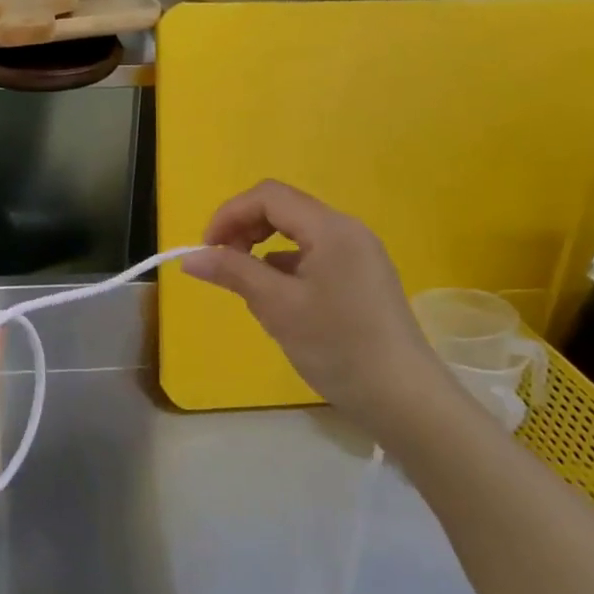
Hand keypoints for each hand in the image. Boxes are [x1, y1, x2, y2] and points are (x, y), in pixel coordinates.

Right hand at [181, 181, 456, 439]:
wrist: (403, 397)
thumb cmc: (337, 346)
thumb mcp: (277, 307)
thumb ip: (233, 273)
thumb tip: (190, 257)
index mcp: (330, 228)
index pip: (268, 196)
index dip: (229, 214)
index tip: (206, 250)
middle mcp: (347, 230)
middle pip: (283, 208)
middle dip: (244, 228)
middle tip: (221, 264)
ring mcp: (359, 254)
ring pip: (297, 232)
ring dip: (262, 247)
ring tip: (247, 286)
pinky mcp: (362, 277)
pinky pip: (314, 254)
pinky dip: (285, 265)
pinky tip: (278, 298)